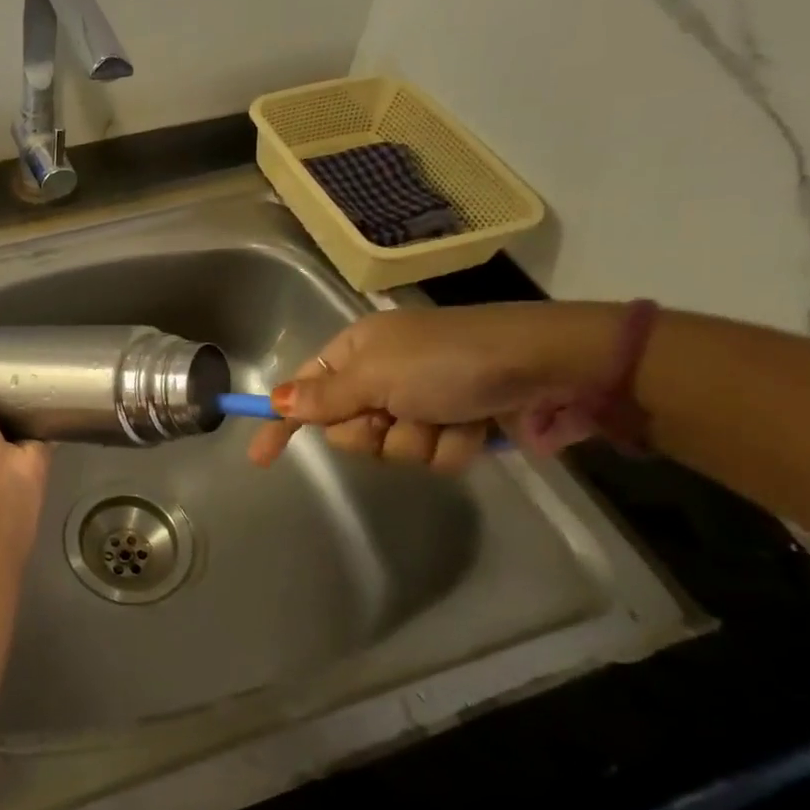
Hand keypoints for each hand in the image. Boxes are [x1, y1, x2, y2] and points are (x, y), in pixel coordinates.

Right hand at [247, 303, 621, 471]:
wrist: (550, 366)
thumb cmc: (449, 361)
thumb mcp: (378, 375)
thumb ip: (325, 396)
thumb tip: (275, 400)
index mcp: (358, 351)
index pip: (304, 390)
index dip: (281, 421)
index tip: (259, 458)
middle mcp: (385, 375)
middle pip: (348, 427)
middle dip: (372, 430)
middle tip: (395, 413)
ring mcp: (423, 400)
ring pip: (393, 447)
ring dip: (419, 440)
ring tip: (450, 417)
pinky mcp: (458, 423)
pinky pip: (435, 454)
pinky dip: (454, 446)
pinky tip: (478, 427)